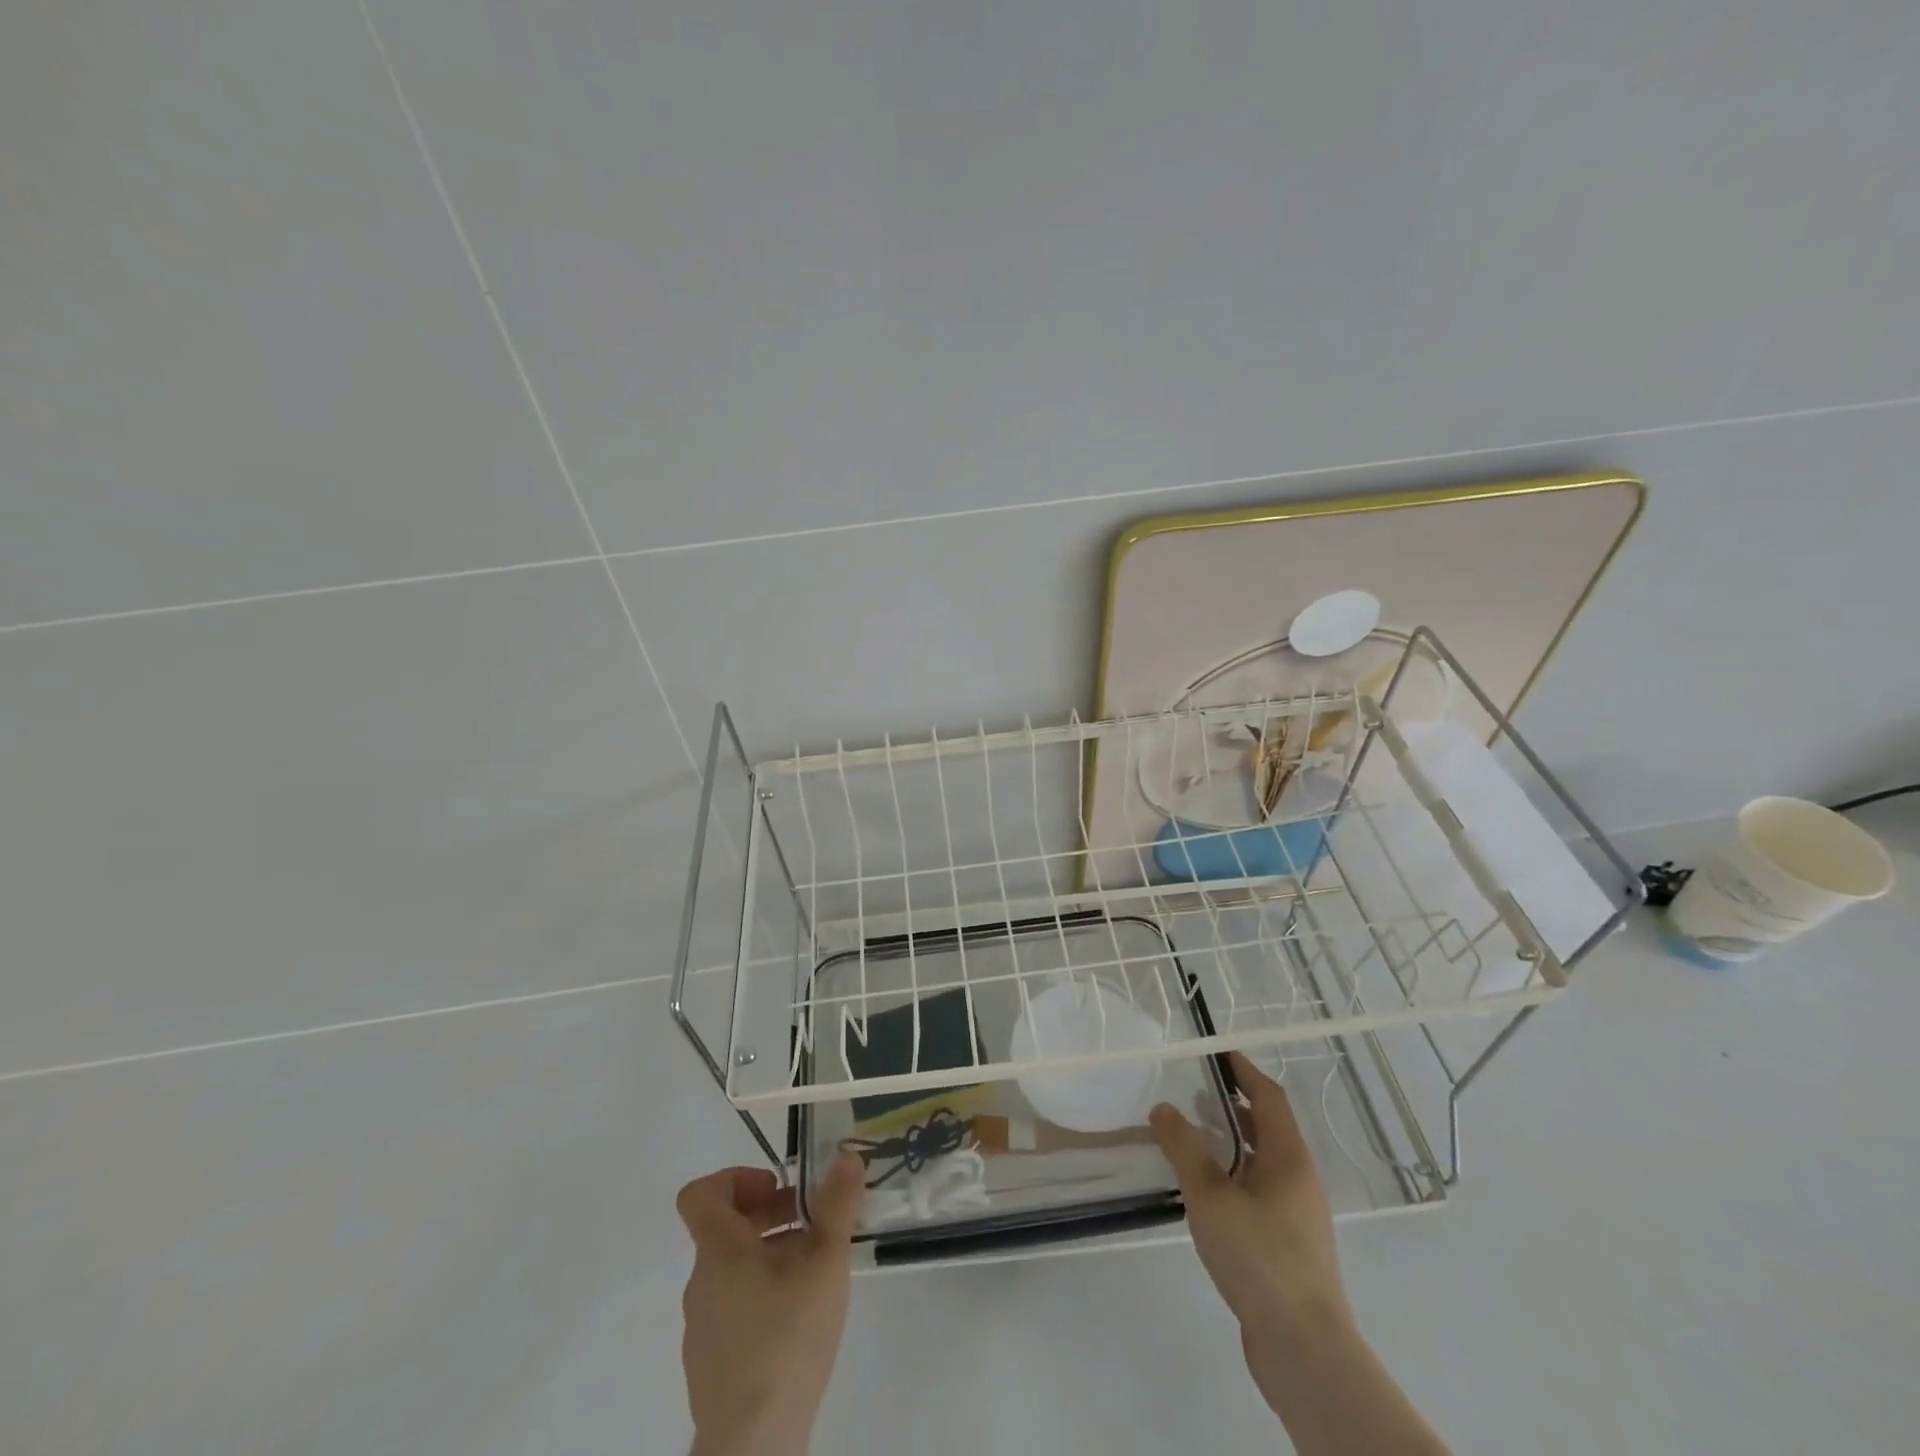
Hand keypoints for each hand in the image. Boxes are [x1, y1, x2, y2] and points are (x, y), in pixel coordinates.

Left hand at [677, 1153, 864, 1455]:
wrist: (754, 1445)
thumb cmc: (786, 1338)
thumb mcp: (825, 1262)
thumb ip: (837, 1206)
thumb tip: (846, 1156)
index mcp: (718, 1251)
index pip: (700, 1194)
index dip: (736, 1178)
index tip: (776, 1188)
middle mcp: (701, 1282)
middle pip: (727, 1228)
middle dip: (772, 1215)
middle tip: (814, 1225)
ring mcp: (702, 1327)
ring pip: (734, 1269)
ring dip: (772, 1255)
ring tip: (816, 1272)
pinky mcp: (711, 1364)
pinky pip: (734, 1308)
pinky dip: (763, 1296)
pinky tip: (799, 1320)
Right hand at [1153, 1053, 1453, 1455]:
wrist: (1304, 1348)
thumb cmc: (1259, 1257)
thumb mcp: (1210, 1196)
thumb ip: (1184, 1148)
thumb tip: (1163, 1107)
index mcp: (1289, 1158)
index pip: (1269, 1097)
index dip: (1244, 1072)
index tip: (1218, 1053)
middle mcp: (1300, 1179)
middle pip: (1269, 1127)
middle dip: (1234, 1105)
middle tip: (1195, 1091)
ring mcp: (1298, 1215)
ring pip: (1263, 1162)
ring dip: (1233, 1143)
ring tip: (1194, 1137)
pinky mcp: (1289, 1247)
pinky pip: (1260, 1192)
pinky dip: (1234, 1176)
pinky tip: (1207, 1192)